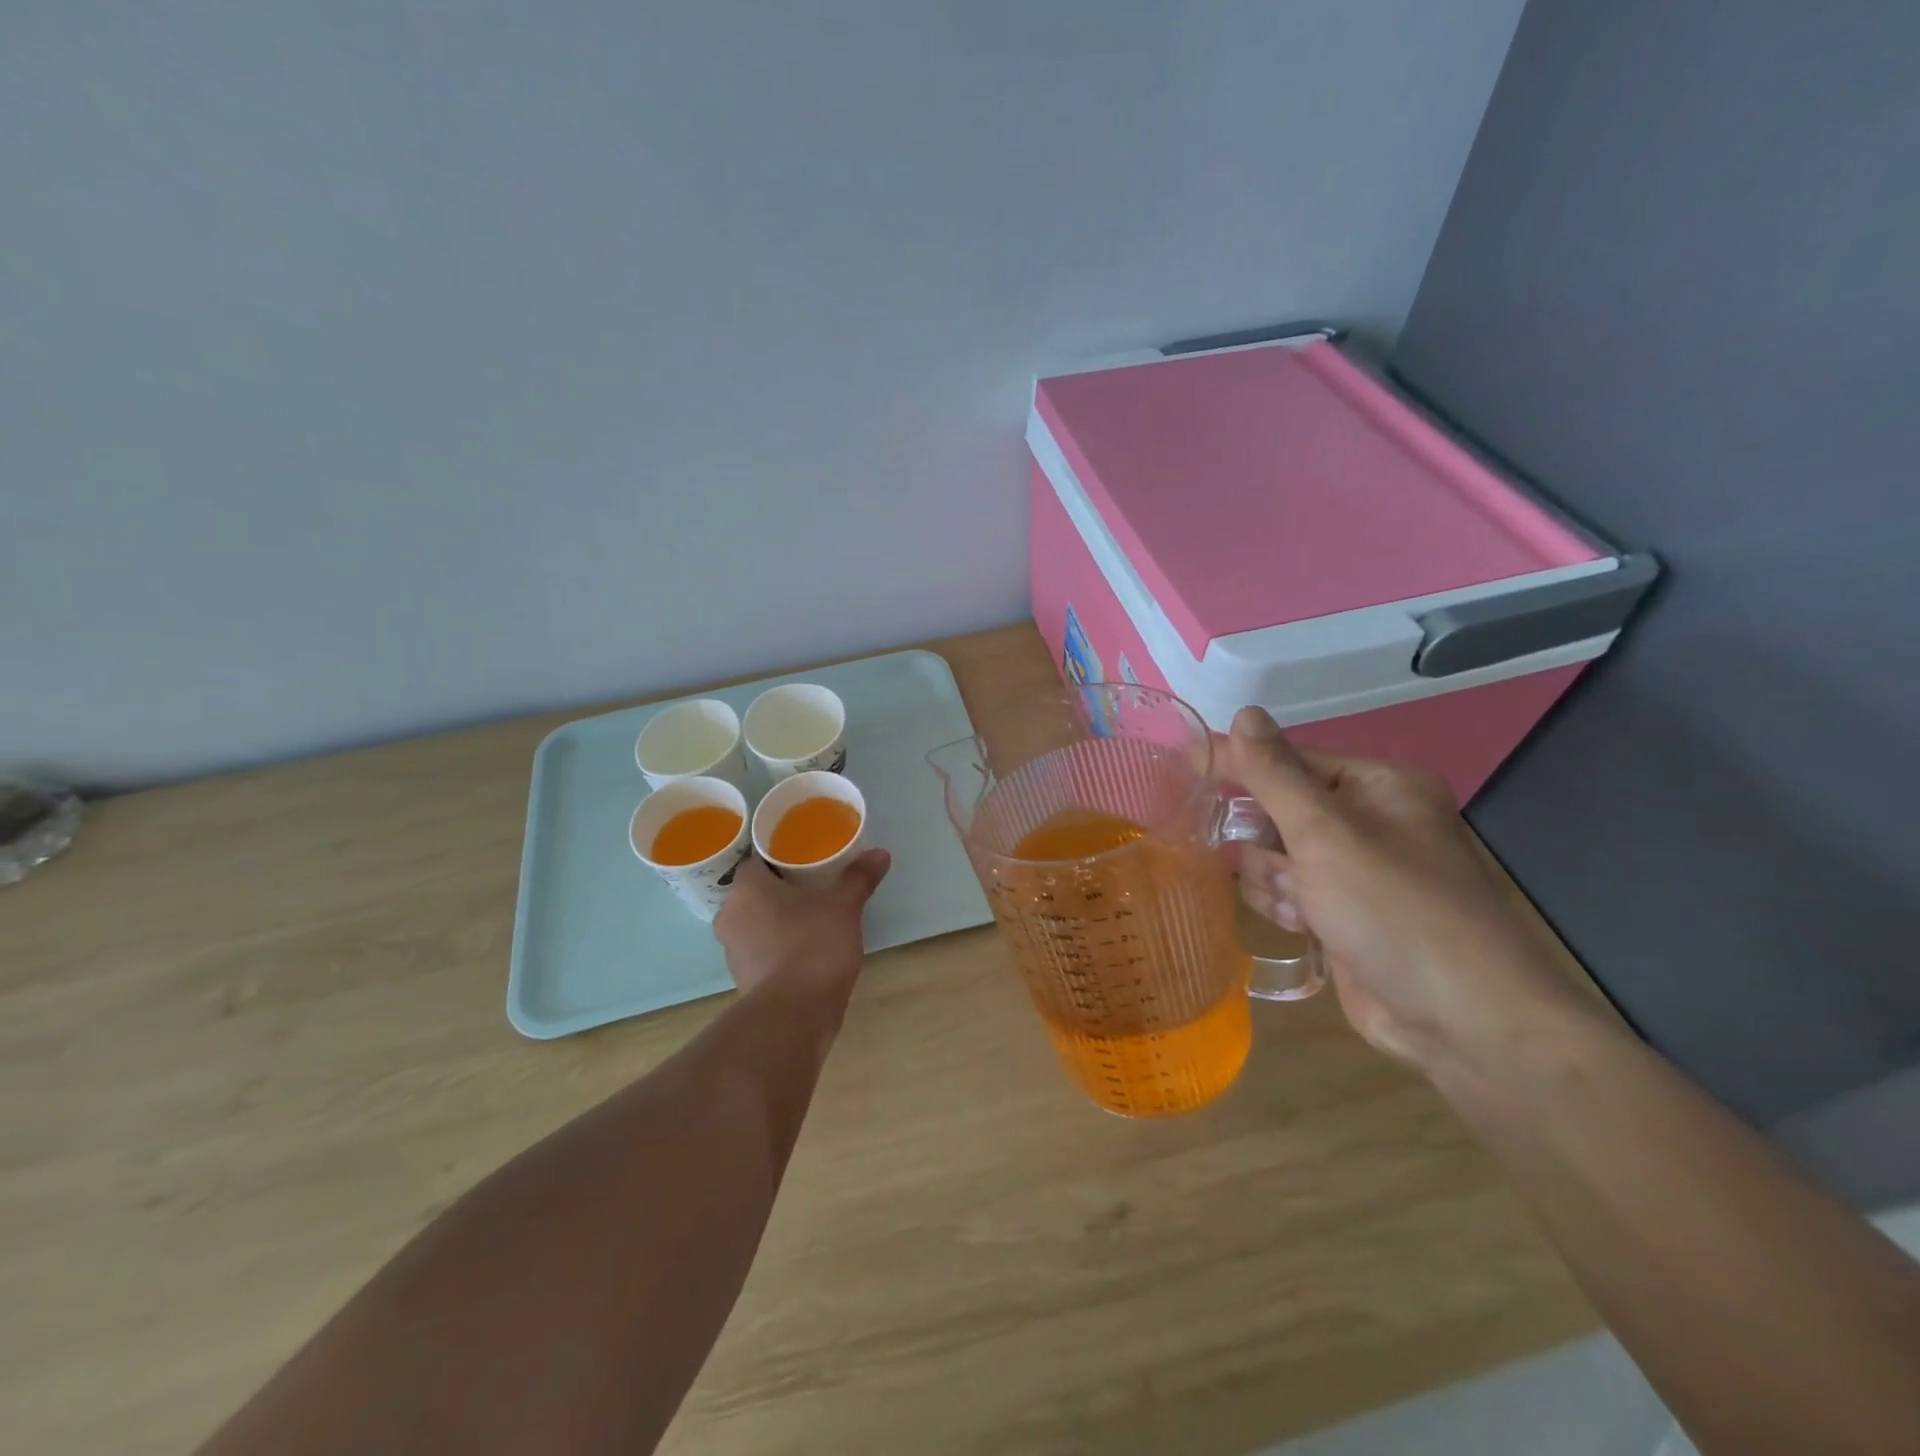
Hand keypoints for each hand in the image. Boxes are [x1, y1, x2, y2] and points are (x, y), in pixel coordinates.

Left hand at [713, 849, 891, 1000]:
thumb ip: (858, 878)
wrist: (794, 1015)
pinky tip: (807, 948)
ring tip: (814, 915)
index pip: (757, 860)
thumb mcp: (843, 906)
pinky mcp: (745, 979)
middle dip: (783, 888)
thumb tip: (879, 853)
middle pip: (756, 892)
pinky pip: (762, 950)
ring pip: (757, 922)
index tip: (806, 857)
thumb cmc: (813, 946)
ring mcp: (733, 952)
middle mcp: (731, 916)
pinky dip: (780, 946)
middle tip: (815, 884)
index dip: (781, 856)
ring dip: (780, 919)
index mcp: (746, 889)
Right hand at [1220, 707, 1590, 1075]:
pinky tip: (1303, 927)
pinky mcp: (1343, 915)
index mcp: (1377, 787)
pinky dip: (1285, 906)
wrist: (1460, 1020)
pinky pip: (1288, 892)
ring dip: (1273, 879)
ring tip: (1299, 905)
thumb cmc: (1393, 908)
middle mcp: (1369, 823)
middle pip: (1278, 810)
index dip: (1242, 764)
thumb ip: (1274, 773)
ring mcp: (1356, 873)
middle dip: (1265, 839)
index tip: (1189, 762)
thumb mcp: (1324, 832)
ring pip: (1275, 855)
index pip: (1290, 760)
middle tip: (1266, 861)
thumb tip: (1243, 713)